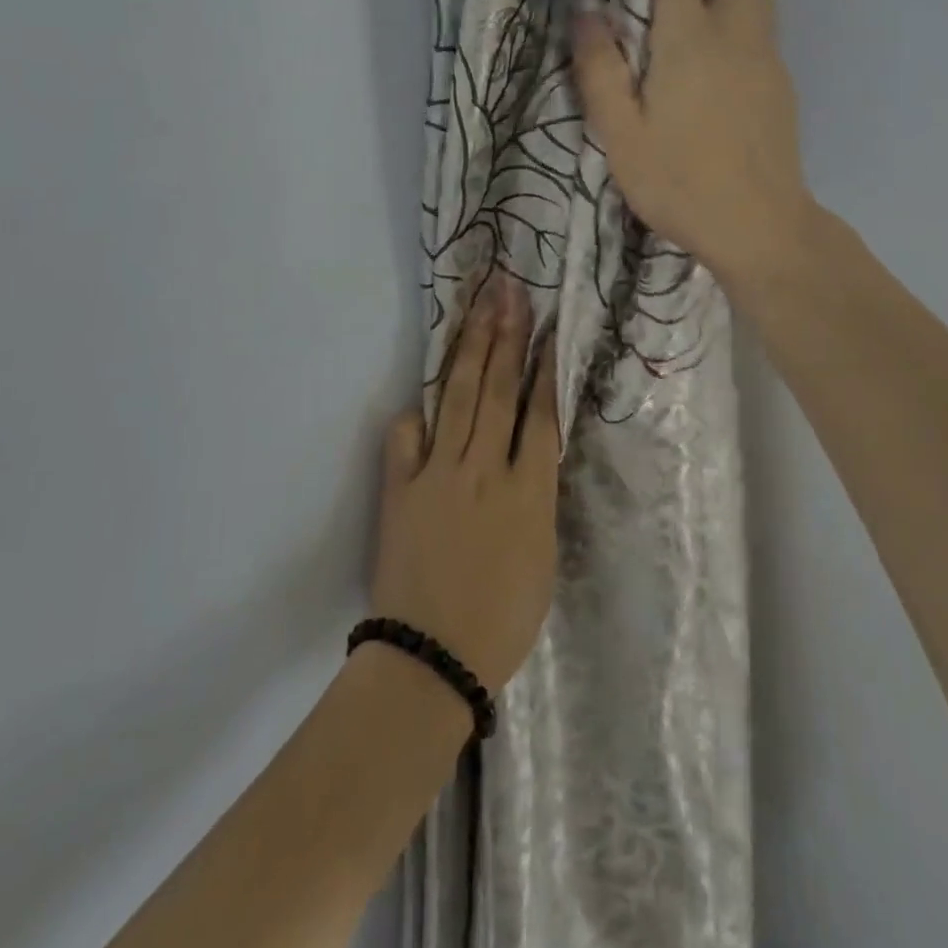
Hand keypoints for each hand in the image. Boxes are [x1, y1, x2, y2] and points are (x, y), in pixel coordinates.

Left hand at [370, 270, 559, 692]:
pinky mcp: (400, 489)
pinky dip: (416, 418)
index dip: (544, 366)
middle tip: (510, 290)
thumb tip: (528, 458)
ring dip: (471, 349)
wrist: (433, 657)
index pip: (541, 413)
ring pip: (458, 398)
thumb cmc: (502, 619)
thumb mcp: (542, 556)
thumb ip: (535, 498)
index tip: (547, 327)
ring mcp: (438, 474)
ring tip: (480, 308)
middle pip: (498, 389)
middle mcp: (485, 469)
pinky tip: (423, 403)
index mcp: (529, 490)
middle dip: (506, 334)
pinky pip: (406, 439)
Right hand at [573, 0, 816, 289]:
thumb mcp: (621, 135)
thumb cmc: (681, 183)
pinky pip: (761, 17)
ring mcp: (765, 54)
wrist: (761, 226)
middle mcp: (734, 31)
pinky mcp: (779, 79)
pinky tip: (720, 23)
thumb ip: (601, 71)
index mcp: (689, 39)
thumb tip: (588, 14)